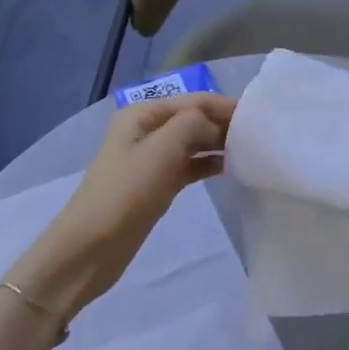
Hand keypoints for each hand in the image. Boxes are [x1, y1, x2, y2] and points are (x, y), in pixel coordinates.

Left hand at [6, 93, 235, 316]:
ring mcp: (152, 159)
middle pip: (194, 119)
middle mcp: (148, 130)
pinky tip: (232, 168)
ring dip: (219, 144)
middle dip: (224, 124)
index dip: (225, 105)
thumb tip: (214, 125)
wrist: (89, 249)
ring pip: (194, 142)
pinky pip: (190, 166)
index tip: (258, 116)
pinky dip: (209, 164)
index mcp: (144, 114)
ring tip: (251, 151)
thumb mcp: (162, 149)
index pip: (194, 100)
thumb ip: (194, 124)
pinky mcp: (157, 184)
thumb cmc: (125, 192)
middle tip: (259, 136)